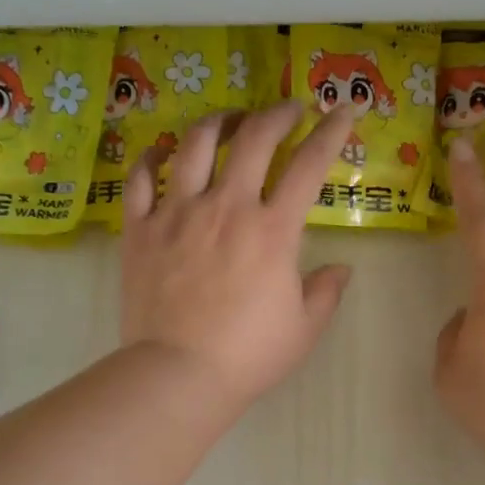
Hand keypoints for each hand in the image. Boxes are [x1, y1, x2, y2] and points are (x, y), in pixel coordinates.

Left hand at [120, 100, 355, 408]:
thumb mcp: (304, 329)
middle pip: (254, 139)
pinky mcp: (140, 229)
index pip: (309, 165)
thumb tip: (342, 269)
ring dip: (219, 122)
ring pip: (196, 144)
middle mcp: (226, 207)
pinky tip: (162, 152)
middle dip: (277, 114)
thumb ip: (326, 293)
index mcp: (272, 230)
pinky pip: (140, 178)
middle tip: (289, 111)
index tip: (344, 111)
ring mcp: (177, 213)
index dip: (332, 132)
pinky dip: (152, 157)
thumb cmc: (248, 355)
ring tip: (230, 119)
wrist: (178, 373)